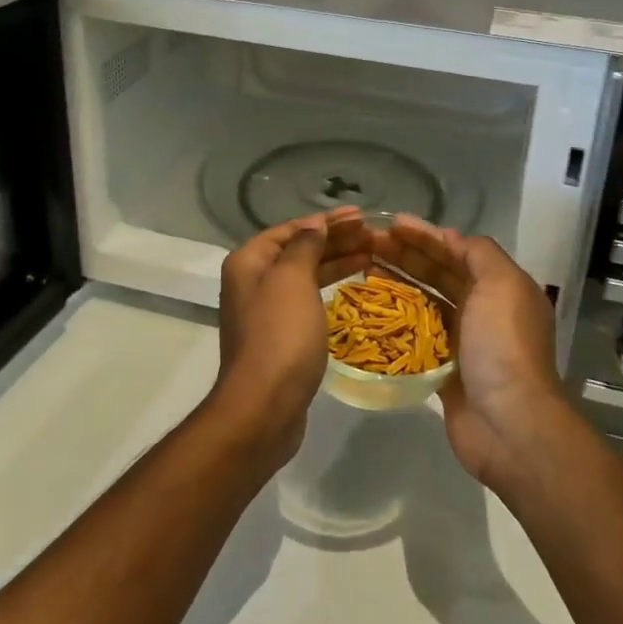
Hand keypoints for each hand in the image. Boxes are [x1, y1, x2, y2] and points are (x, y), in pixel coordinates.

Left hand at [211, 208, 369, 463]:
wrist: (263, 407)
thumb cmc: (279, 335)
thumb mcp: (292, 280)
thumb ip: (305, 246)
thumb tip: (314, 225)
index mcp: (249, 262)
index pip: (291, 229)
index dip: (326, 220)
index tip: (360, 216)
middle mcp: (253, 281)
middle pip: (299, 250)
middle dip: (335, 239)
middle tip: (373, 235)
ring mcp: (266, 311)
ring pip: (306, 275)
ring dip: (337, 262)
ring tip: (372, 254)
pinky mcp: (281, 336)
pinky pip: (309, 299)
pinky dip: (331, 287)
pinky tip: (354, 286)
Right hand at [372, 216, 567, 487]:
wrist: (510, 424)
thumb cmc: (503, 345)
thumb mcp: (501, 284)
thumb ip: (478, 253)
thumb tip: (449, 238)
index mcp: (501, 287)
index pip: (458, 251)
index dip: (426, 235)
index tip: (391, 224)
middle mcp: (483, 310)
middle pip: (438, 273)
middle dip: (405, 255)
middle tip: (368, 243)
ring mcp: (463, 341)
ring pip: (424, 303)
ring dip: (397, 284)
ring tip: (363, 270)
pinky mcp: (443, 370)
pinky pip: (415, 338)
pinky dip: (396, 323)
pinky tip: (370, 311)